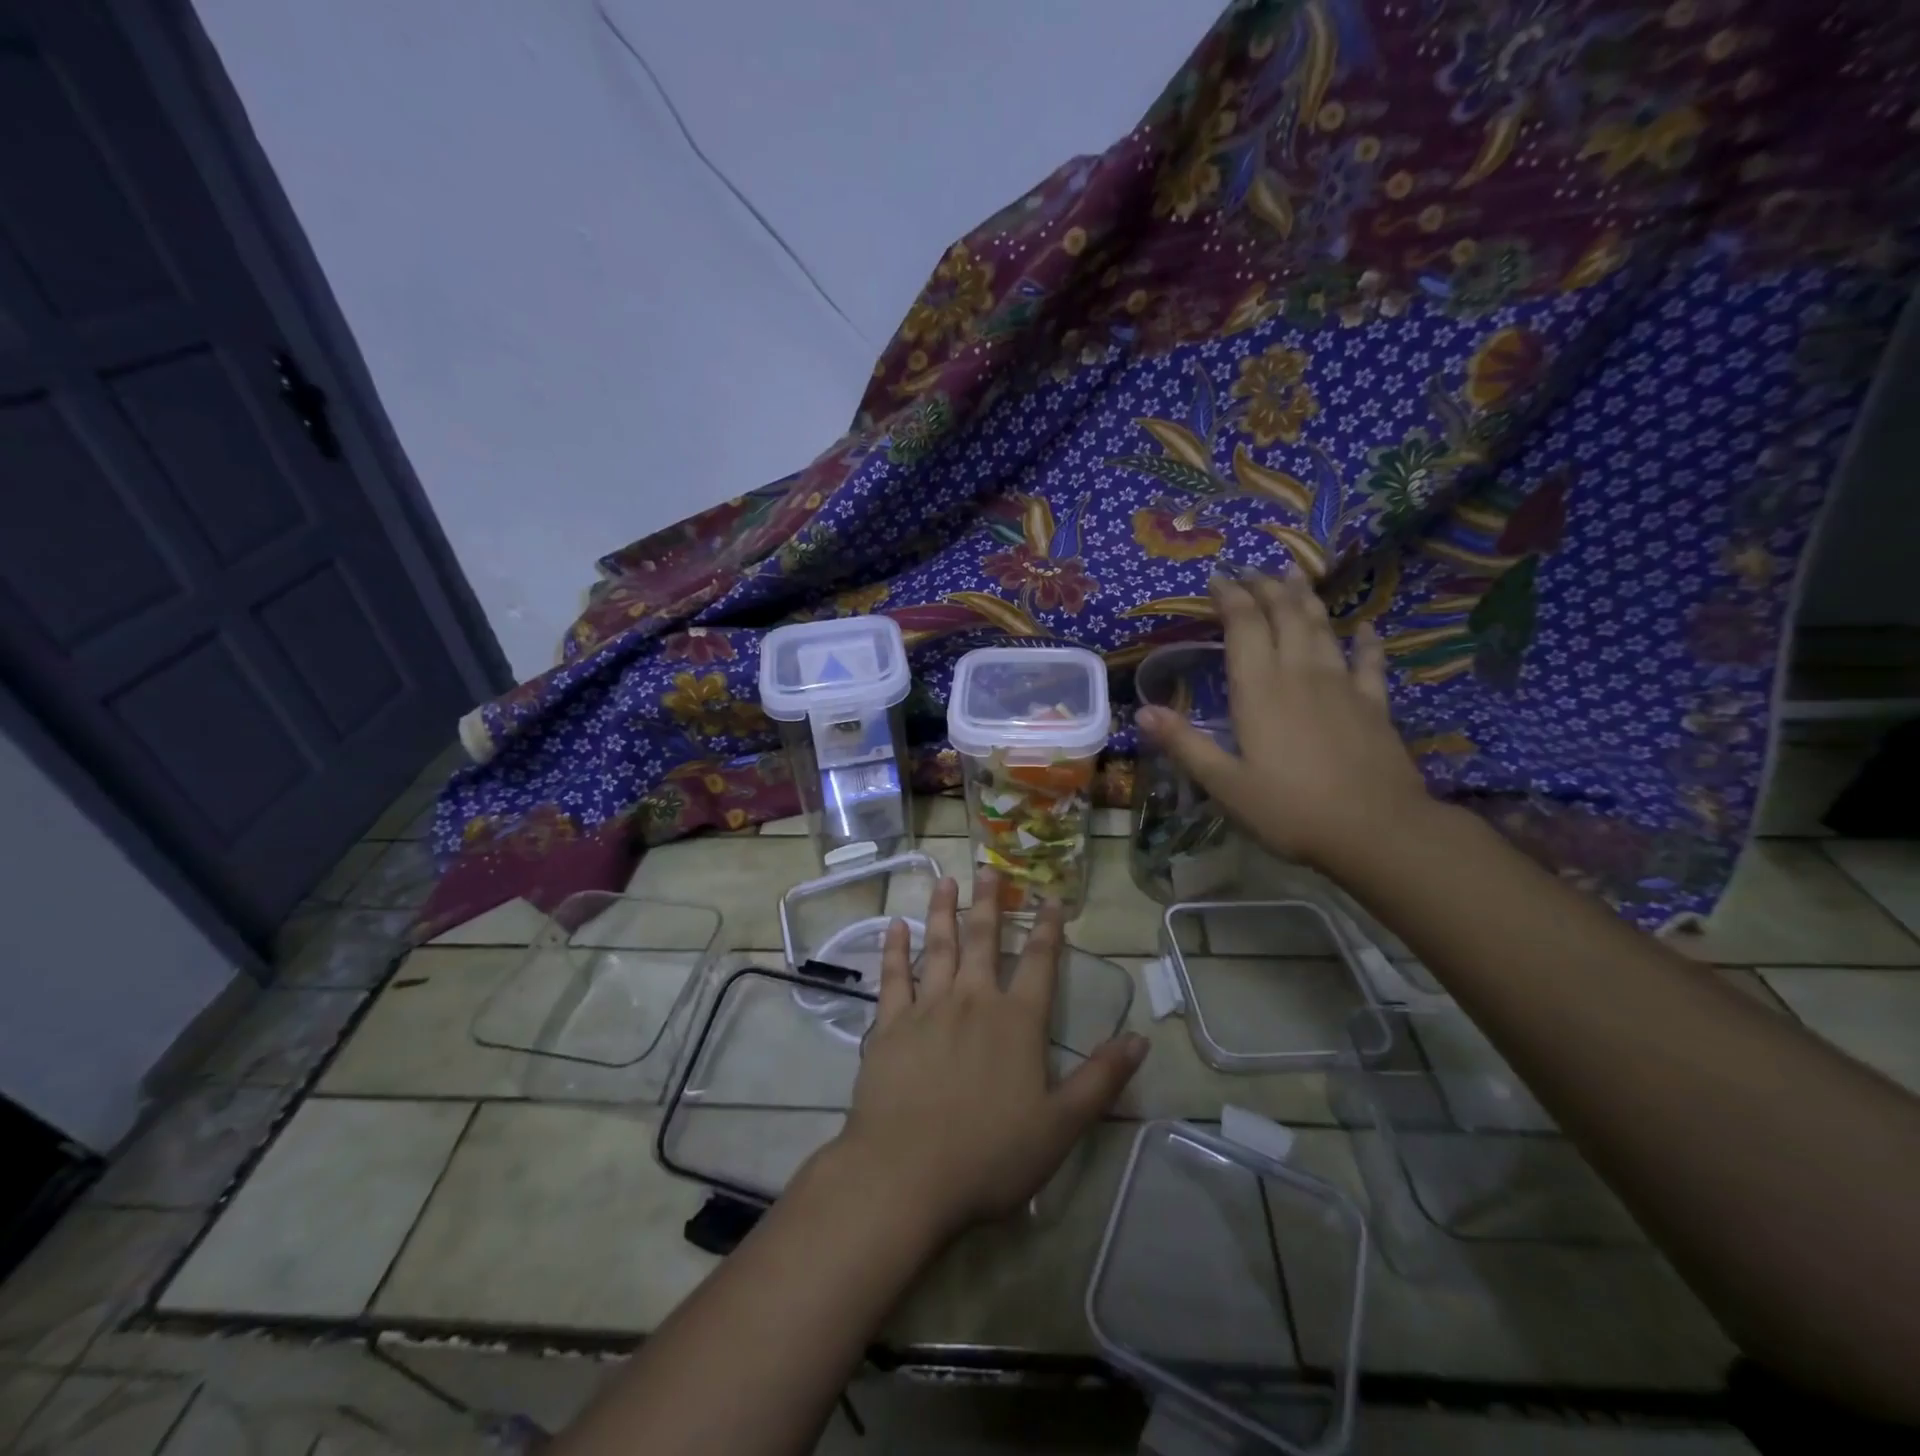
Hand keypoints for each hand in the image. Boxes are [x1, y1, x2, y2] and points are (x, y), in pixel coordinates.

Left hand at [827, 873, 1148, 1241]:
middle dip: (989, 904)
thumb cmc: (991, 1155)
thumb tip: (1139, 1039)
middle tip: (988, 869)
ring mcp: (927, 1008)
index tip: (1052, 898)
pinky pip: (894, 976)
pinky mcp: (889, 1025)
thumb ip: (1101, 1080)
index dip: (1050, 929)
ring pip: (938, 946)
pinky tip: (896, 925)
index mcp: (1017, 1022)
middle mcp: (974, 1001)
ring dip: (943, 911)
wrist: (906, 1173)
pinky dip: (895, 948)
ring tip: (946, 880)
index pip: (1041, 963)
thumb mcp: (1061, 1126)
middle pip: (983, 941)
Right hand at [1136, 570, 1431, 872]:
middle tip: (1252, 570)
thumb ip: (1184, 744)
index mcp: (1259, 690)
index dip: (1231, 597)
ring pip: (1322, 628)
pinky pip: (1369, 662)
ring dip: (1306, 599)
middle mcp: (1300, 675)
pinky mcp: (1374, 705)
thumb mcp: (1224, 784)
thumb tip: (1142, 711)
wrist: (1377, 832)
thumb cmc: (1290, 810)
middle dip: (1266, 588)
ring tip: (1295, 576)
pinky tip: (1366, 627)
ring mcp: (1341, 686)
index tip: (1218, 579)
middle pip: (1284, 616)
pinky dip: (1366, 641)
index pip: (1244, 626)